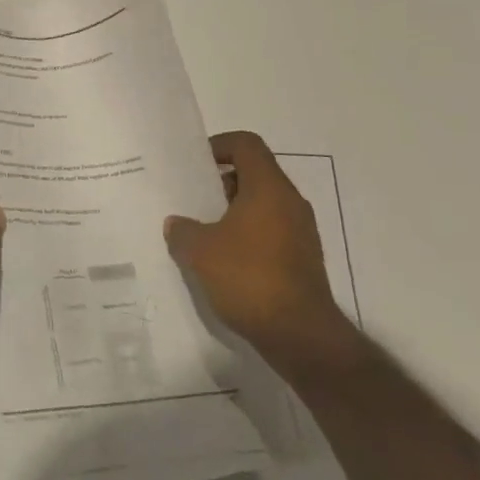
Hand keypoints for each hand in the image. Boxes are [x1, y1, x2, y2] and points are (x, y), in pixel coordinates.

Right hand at [164, 131, 352, 365]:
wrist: (300, 335)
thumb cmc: (248, 277)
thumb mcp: (199, 250)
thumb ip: (181, 229)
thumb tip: (177, 223)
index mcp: (268, 188)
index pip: (246, 145)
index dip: (218, 145)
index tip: (193, 163)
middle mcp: (290, 203)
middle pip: (254, 174)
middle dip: (219, 181)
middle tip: (189, 197)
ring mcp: (300, 232)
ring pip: (261, 204)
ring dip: (231, 210)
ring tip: (199, 229)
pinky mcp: (301, 259)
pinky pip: (269, 231)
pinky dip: (244, 234)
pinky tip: (220, 258)